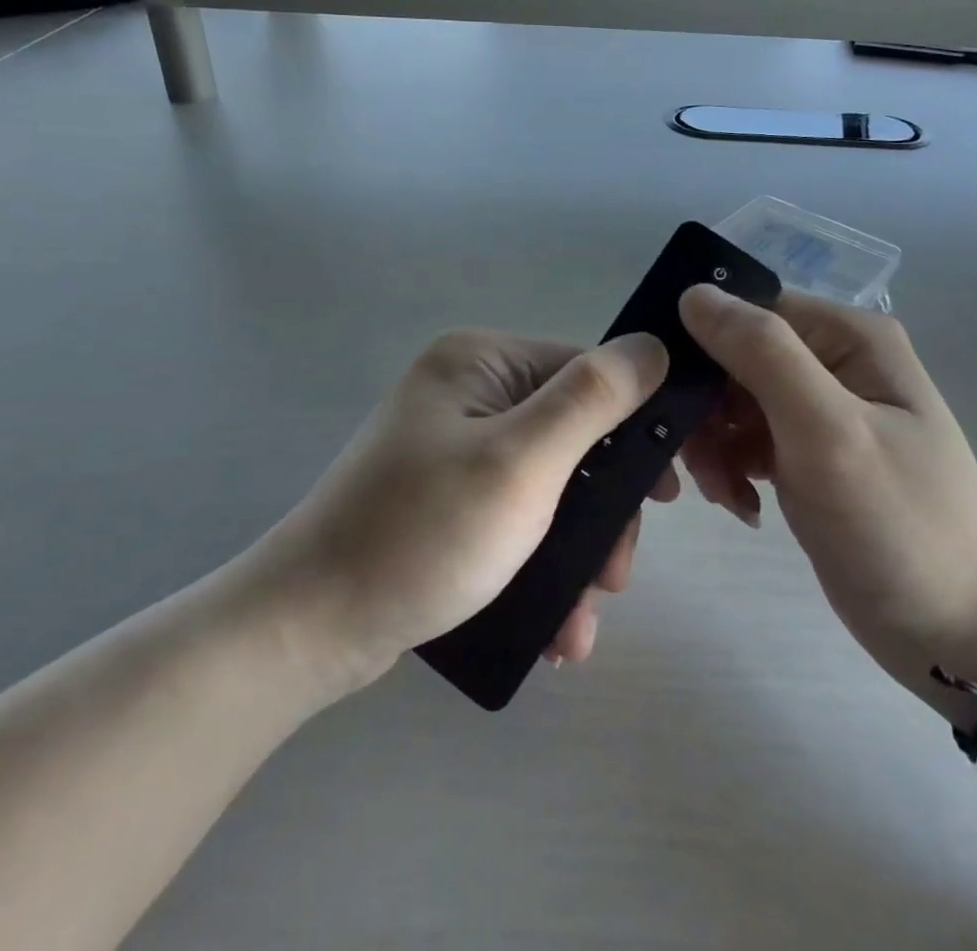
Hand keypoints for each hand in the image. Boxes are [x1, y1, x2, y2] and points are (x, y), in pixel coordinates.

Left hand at [259, 328, 672, 689]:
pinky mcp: (446, 497)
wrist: (309, 630)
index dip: (633, 428)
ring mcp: (454, 446)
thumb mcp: (522, 461)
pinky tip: (555, 626)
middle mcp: (468, 391)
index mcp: (481, 361)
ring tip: (579, 623)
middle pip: (571, 435)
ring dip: (577, 554)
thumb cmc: (424, 534)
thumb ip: (593, 399)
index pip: (585, 372)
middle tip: (614, 579)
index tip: (667, 495)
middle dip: (602, 512)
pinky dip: (541, 565)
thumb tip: (655, 346)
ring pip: (550, 486)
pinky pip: (516, 516)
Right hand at [678, 286, 976, 704]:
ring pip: (732, 402)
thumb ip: (762, 355)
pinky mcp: (808, 454)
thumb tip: (693, 293)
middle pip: (734, 358)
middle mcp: (833, 361)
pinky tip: (743, 506)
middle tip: (699, 465)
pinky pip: (746, 440)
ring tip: (725, 494)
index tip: (668, 394)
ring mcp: (821, 410)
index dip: (703, 343)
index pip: (750, 311)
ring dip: (714, 446)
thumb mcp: (828, 431)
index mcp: (847, 336)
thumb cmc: (899, 525)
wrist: (962, 633)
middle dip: (706, 409)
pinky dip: (732, 469)